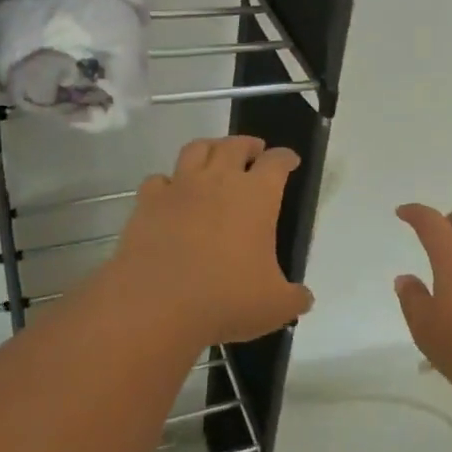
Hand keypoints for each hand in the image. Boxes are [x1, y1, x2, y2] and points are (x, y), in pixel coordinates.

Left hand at [111, 136, 312, 346]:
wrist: (157, 305)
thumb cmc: (226, 299)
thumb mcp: (276, 307)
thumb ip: (295, 298)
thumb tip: (303, 298)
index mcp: (257, 196)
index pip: (276, 162)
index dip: (285, 158)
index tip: (289, 160)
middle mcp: (218, 180)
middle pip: (235, 145)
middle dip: (248, 144)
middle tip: (254, 151)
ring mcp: (180, 187)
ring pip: (196, 149)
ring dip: (210, 148)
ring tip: (215, 157)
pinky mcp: (148, 202)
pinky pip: (159, 180)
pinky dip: (168, 182)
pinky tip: (172, 193)